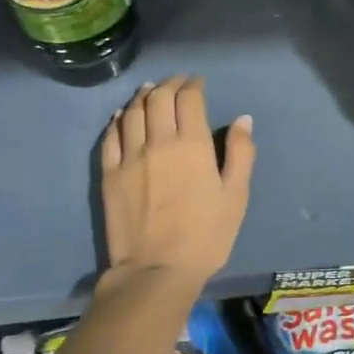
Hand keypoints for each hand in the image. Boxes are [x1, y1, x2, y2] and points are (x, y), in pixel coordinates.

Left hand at [100, 75, 255, 288]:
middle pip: (158, 98)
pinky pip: (110, 136)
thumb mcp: (236, 196)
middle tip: (177, 83)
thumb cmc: (206, 235)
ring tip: (150, 92)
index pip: (189, 98)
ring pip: (132, 111)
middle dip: (169, 84)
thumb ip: (241, 153)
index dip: (194, 84)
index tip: (198, 82)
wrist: (157, 270)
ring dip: (143, 96)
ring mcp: (130, 157)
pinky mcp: (110, 174)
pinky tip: (122, 116)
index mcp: (192, 144)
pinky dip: (117, 120)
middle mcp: (158, 141)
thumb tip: (243, 119)